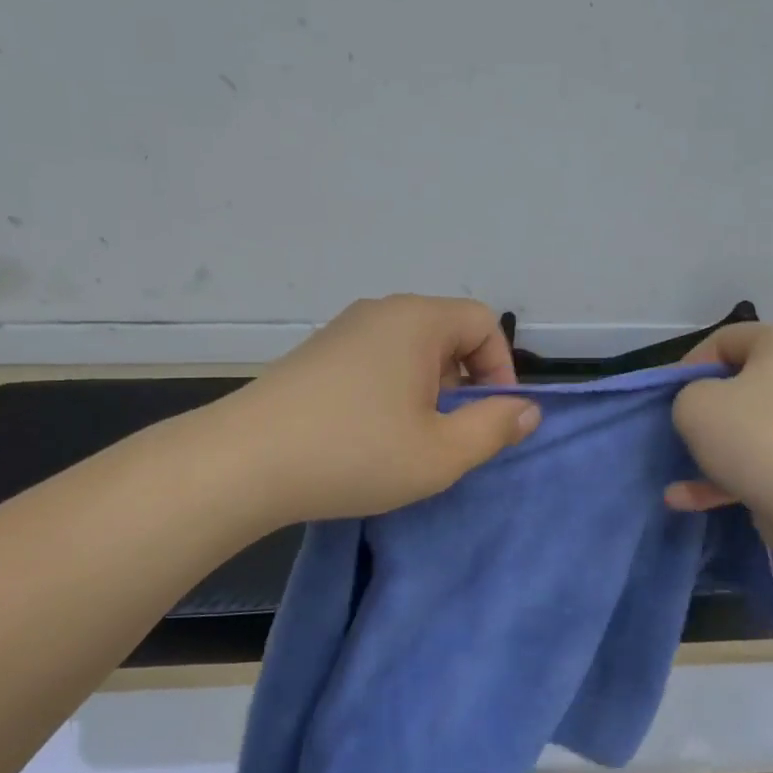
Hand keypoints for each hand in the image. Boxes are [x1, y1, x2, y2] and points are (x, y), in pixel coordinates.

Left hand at [226, 295, 541, 523]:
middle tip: (450, 434)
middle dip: (463, 381)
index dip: (500, 369)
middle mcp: (381, 311)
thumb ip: (494, 428)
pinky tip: (369, 432)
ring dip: (427, 388)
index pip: (483, 322)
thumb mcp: (441, 453)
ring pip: (410, 348)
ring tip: (410, 438)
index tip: (489, 418)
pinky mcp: (316, 353)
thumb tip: (529, 410)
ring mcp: (343, 329)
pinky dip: (391, 388)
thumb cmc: (355, 452)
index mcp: (417, 320)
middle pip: (447, 332)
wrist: (243, 462)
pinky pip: (376, 359)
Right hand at [663, 323, 772, 553]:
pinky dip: (728, 475)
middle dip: (702, 409)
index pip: (725, 340)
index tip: (669, 397)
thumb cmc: (754, 437)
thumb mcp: (693, 404)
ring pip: (749, 427)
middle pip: (739, 384)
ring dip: (710, 449)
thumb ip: (686, 395)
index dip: (688, 365)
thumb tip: (705, 409)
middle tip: (678, 428)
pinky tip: (687, 499)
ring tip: (676, 472)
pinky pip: (762, 459)